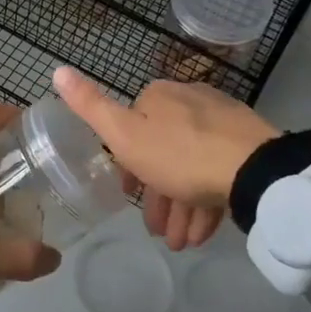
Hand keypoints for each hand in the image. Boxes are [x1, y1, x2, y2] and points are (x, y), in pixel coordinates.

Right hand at [51, 67, 277, 250]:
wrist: (253, 169)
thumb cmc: (178, 155)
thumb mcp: (124, 134)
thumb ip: (90, 106)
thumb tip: (57, 69)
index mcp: (158, 96)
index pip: (133, 129)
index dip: (128, 167)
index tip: (128, 196)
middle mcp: (189, 100)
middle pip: (163, 152)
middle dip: (157, 196)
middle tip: (158, 232)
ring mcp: (221, 121)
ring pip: (191, 166)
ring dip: (180, 208)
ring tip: (180, 243)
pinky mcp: (247, 143)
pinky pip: (217, 172)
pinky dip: (204, 202)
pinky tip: (202, 233)